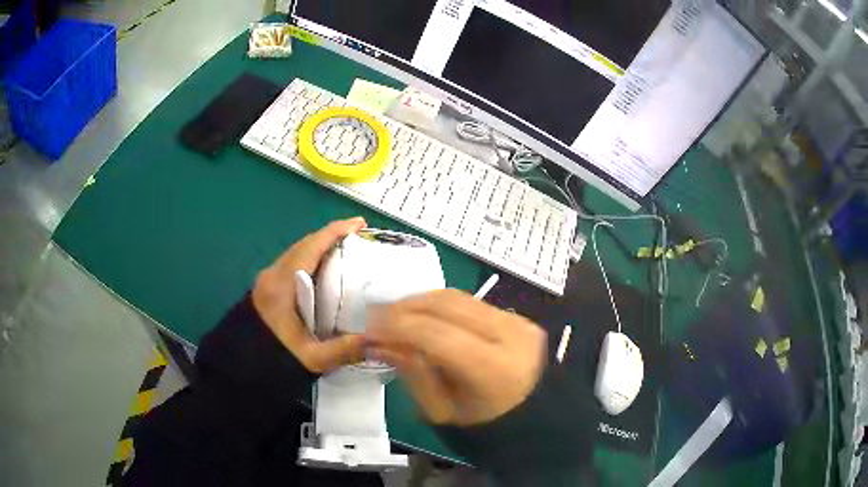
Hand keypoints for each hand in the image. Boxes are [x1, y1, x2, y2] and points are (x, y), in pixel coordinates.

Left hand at [253, 217, 367, 372]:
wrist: (238, 369)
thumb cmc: (273, 359)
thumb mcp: (312, 359)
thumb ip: (344, 349)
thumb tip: (377, 339)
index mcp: (282, 285)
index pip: (311, 247)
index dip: (335, 232)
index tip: (359, 223)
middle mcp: (273, 276)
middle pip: (304, 245)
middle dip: (330, 237)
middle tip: (358, 238)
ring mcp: (266, 282)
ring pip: (296, 255)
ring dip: (319, 248)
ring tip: (345, 253)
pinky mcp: (265, 291)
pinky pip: (291, 266)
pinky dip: (310, 261)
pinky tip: (323, 274)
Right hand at [366, 289, 546, 426]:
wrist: (529, 417)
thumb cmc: (482, 425)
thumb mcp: (439, 410)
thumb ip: (411, 372)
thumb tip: (377, 341)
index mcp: (495, 370)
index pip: (437, 335)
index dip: (397, 326)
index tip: (367, 327)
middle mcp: (512, 336)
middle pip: (448, 305)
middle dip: (404, 307)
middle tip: (374, 317)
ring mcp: (518, 321)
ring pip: (458, 297)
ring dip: (420, 302)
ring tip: (393, 315)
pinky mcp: (517, 316)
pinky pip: (470, 301)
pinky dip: (439, 305)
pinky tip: (421, 315)